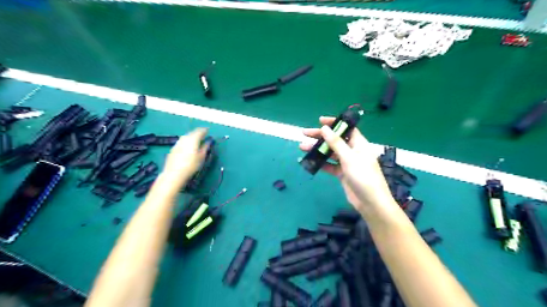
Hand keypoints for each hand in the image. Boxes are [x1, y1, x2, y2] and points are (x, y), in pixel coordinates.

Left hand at [162, 127, 209, 187]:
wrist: (174, 173)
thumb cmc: (191, 165)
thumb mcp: (202, 157)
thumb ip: (206, 147)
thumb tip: (209, 141)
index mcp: (193, 139)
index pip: (200, 131)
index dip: (205, 130)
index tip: (208, 131)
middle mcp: (184, 138)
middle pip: (192, 132)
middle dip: (198, 133)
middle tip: (203, 135)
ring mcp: (178, 143)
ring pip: (186, 136)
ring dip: (192, 137)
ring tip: (196, 141)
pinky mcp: (173, 148)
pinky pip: (182, 142)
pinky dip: (187, 142)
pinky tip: (188, 147)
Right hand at [298, 116, 392, 211]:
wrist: (370, 203)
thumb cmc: (363, 176)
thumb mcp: (349, 158)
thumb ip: (336, 143)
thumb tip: (325, 128)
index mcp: (359, 144)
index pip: (346, 129)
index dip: (334, 123)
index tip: (320, 121)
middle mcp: (353, 151)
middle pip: (335, 140)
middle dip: (320, 136)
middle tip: (305, 133)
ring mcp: (347, 163)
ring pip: (330, 153)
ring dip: (317, 150)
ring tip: (302, 147)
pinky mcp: (342, 173)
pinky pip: (330, 165)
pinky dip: (320, 163)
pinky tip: (310, 161)